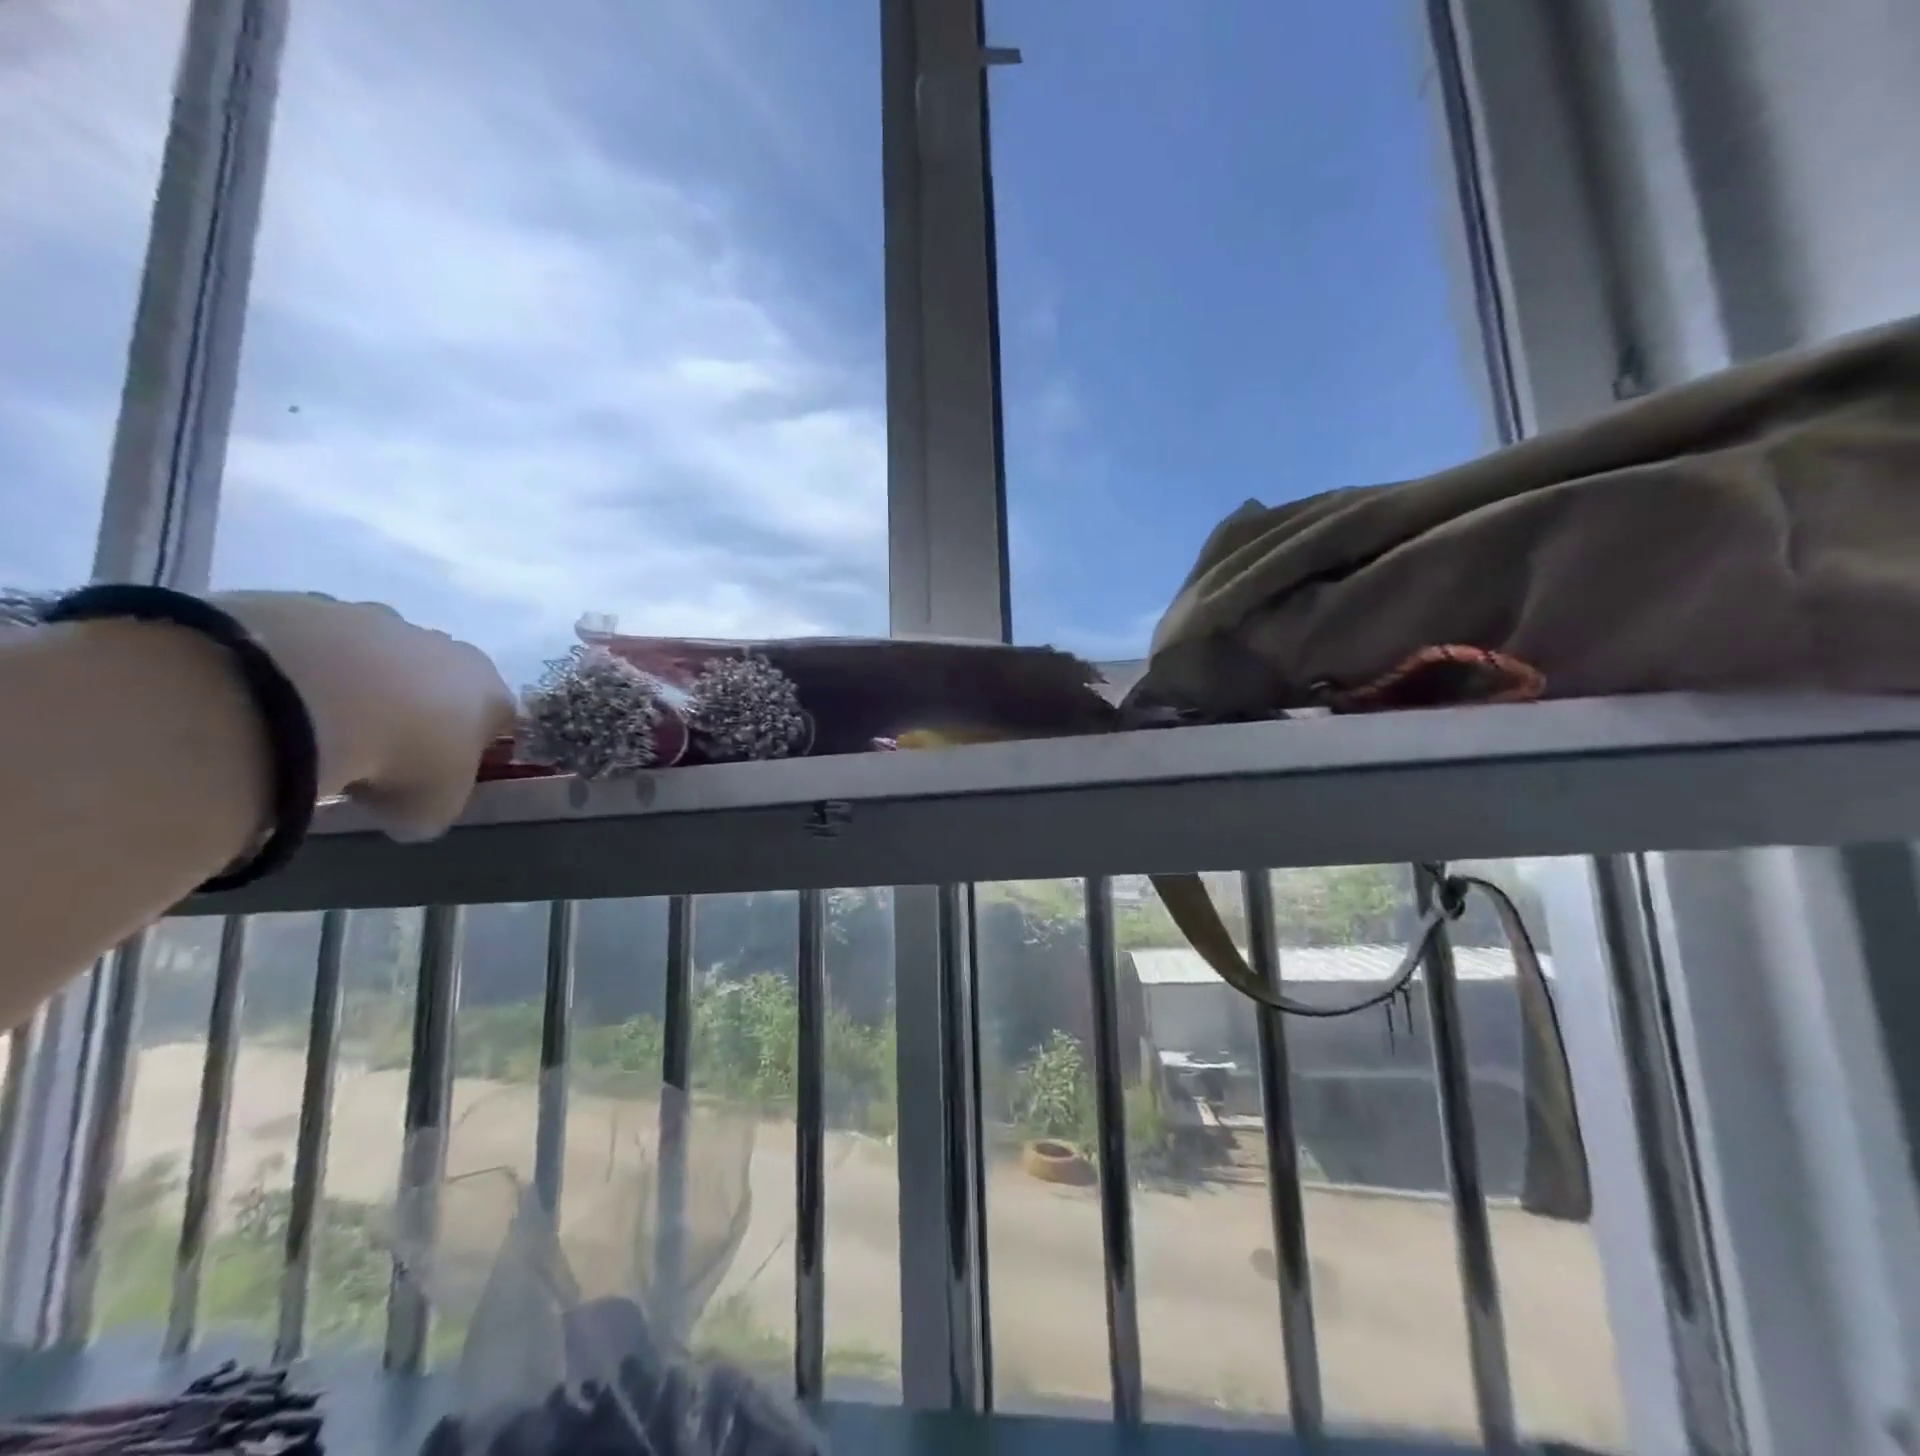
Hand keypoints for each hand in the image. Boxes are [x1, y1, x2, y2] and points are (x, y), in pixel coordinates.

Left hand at [211, 593, 515, 840]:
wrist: (307, 696)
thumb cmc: (398, 758)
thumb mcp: (430, 809)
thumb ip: (435, 804)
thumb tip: (410, 806)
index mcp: (490, 689)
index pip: (498, 717)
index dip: (472, 747)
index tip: (440, 773)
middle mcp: (448, 647)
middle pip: (442, 681)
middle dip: (418, 710)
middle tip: (381, 752)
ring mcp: (380, 620)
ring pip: (379, 659)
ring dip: (361, 688)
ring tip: (322, 729)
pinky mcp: (313, 607)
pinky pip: (318, 647)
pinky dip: (307, 673)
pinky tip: (283, 705)